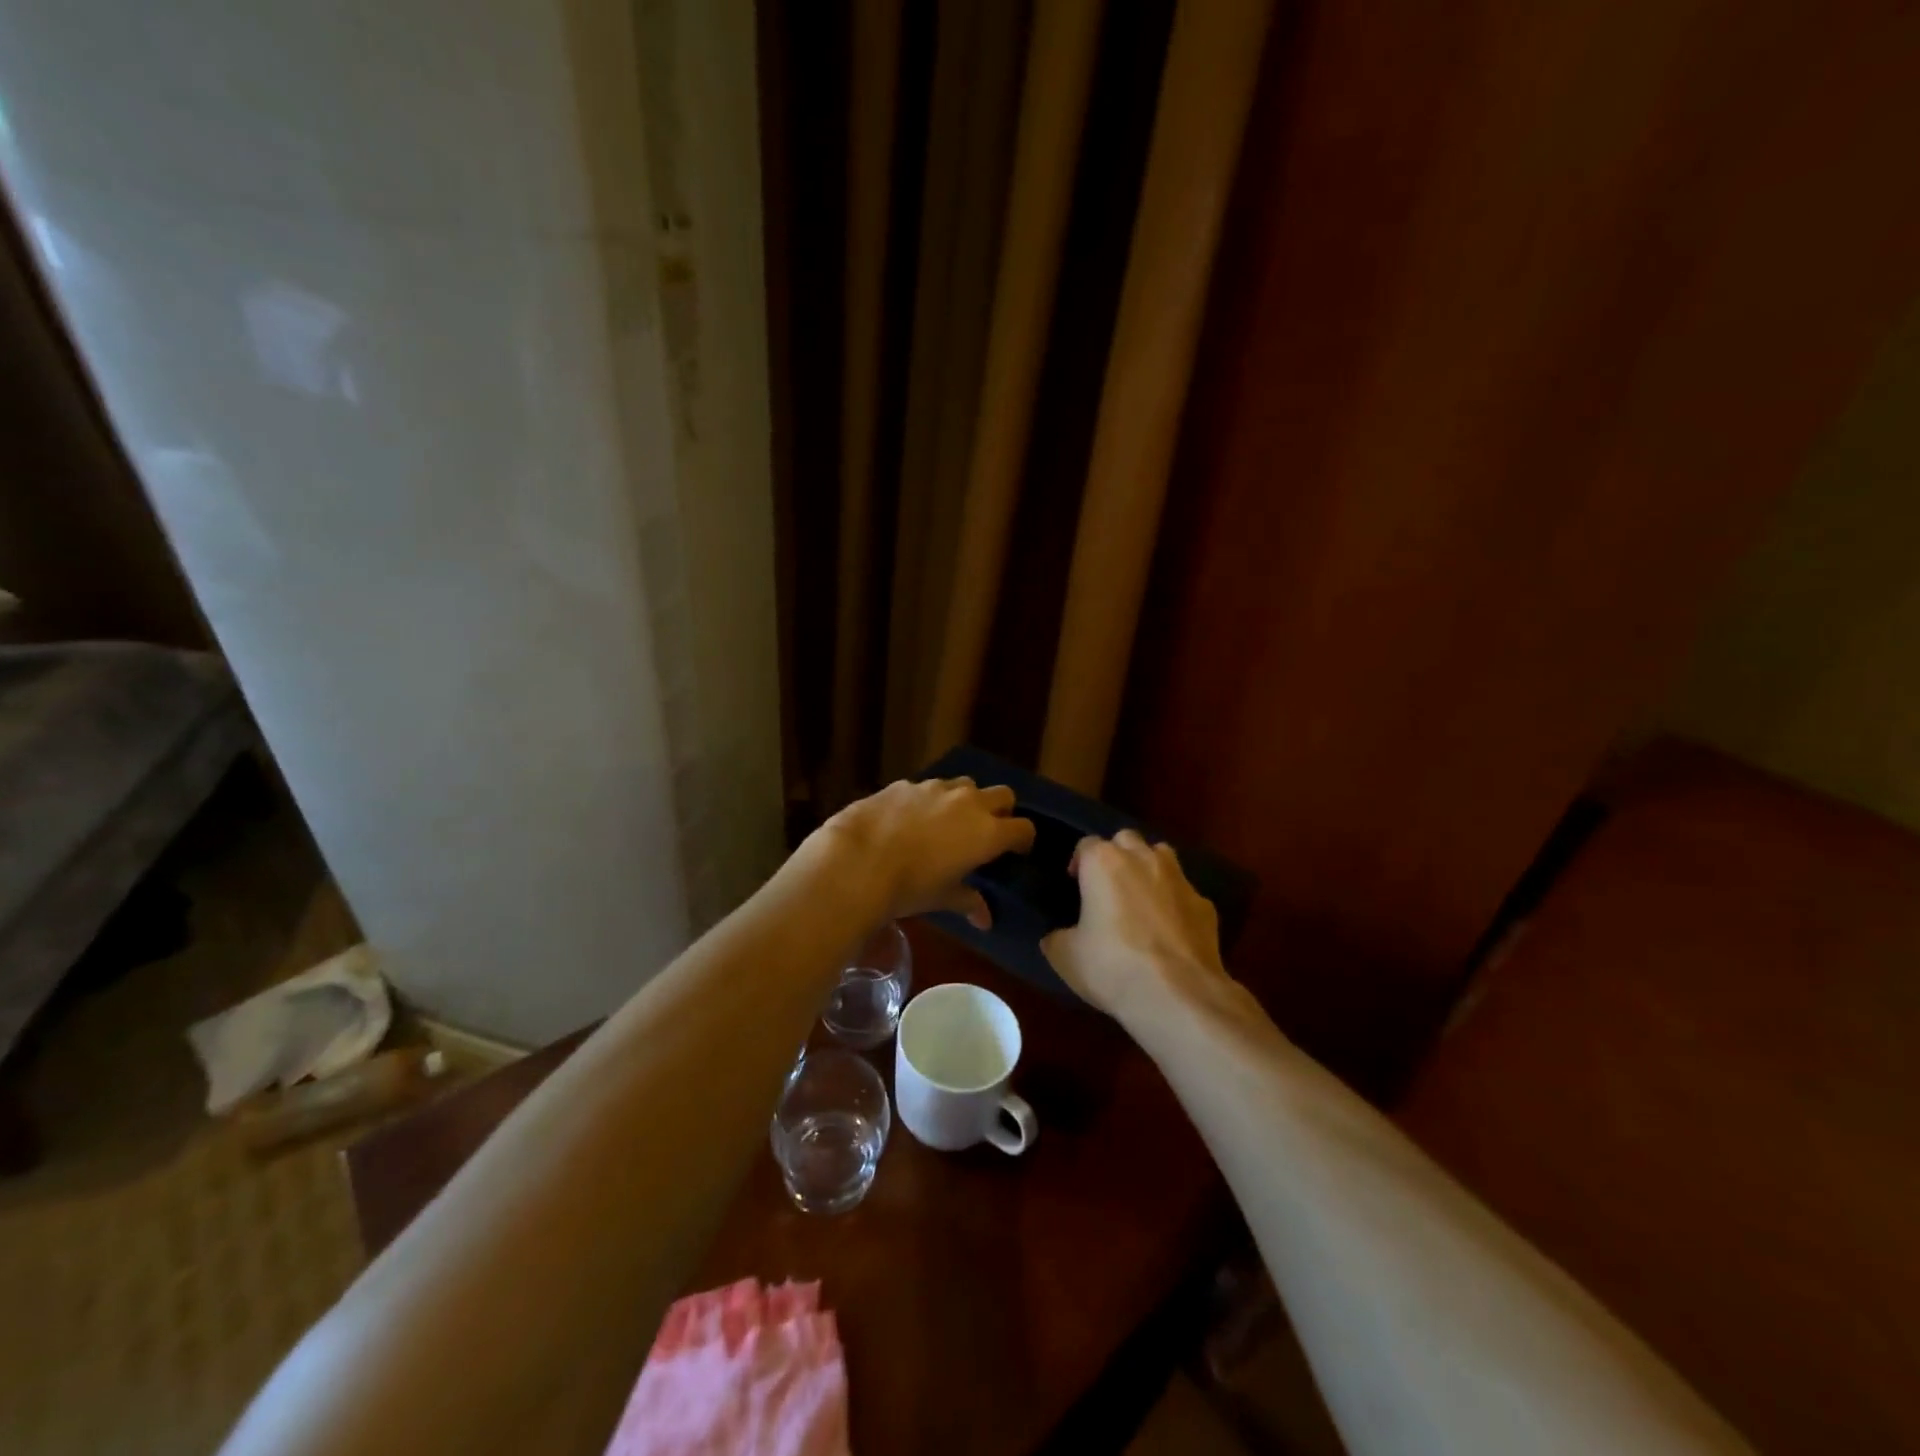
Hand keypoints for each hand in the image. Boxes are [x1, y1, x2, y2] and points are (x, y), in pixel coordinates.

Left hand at [807, 777, 1034, 928]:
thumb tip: (984, 919)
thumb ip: (969, 901)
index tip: (1015, 853)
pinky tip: (910, 821)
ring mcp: (936, 787)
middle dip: (1001, 811)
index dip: (1023, 840)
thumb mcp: (942, 898)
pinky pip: (929, 787)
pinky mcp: (906, 783)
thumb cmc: (909, 886)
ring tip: (947, 823)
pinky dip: (929, 801)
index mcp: (987, 832)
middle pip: (1003, 795)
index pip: (1024, 828)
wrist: (857, 860)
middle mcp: (968, 802)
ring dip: (965, 801)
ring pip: (965, 785)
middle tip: (986, 833)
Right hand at [1041, 830, 1228, 1023]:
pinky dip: (1175, 903)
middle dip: (1116, 855)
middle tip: (1107, 886)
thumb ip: (1057, 936)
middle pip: (1126, 839)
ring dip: (1148, 868)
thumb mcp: (1065, 956)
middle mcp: (1143, 859)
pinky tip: (1170, 930)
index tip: (1074, 885)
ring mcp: (1179, 879)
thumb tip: (1058, 935)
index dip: (1078, 863)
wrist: (1178, 996)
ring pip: (1161, 855)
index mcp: (1104, 863)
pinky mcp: (1206, 906)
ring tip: (1140, 898)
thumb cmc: (1112, 967)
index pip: (1086, 844)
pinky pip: (1185, 893)